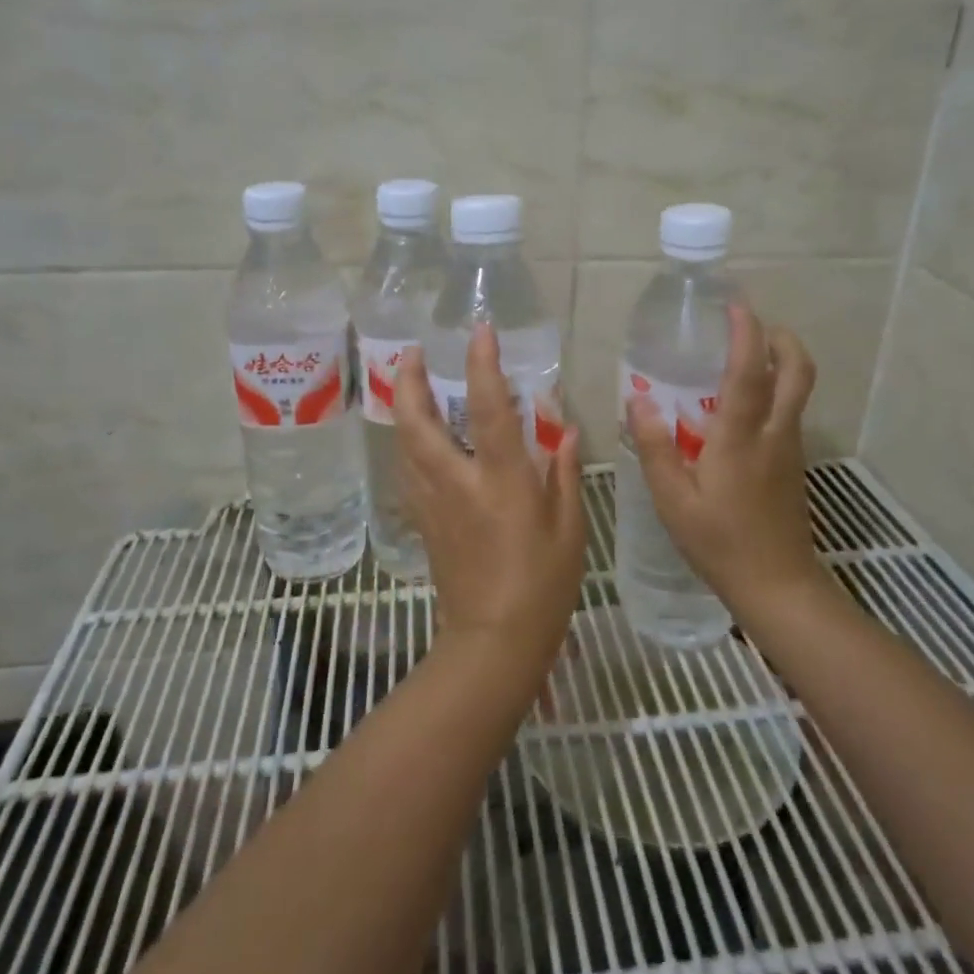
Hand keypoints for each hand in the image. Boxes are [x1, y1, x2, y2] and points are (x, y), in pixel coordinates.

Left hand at [392, 327, 585, 662]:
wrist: (491, 642)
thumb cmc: (542, 585)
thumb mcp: (569, 527)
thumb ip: (562, 472)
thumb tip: (564, 430)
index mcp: (500, 480)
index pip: (487, 409)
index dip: (482, 365)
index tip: (479, 331)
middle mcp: (457, 482)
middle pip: (417, 422)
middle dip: (409, 381)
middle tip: (413, 352)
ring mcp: (432, 502)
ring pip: (404, 444)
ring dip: (403, 407)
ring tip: (411, 383)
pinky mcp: (423, 521)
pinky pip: (408, 470)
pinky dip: (408, 442)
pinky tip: (418, 438)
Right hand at [627, 305, 821, 606]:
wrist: (777, 586)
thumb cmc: (719, 542)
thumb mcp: (673, 499)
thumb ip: (655, 447)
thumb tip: (638, 400)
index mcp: (740, 438)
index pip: (750, 372)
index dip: (747, 333)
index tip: (736, 305)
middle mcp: (774, 434)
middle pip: (797, 372)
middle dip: (782, 339)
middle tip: (754, 326)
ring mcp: (789, 449)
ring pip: (798, 391)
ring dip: (781, 362)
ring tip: (745, 356)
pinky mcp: (793, 465)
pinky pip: (790, 412)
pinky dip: (776, 391)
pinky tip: (742, 408)